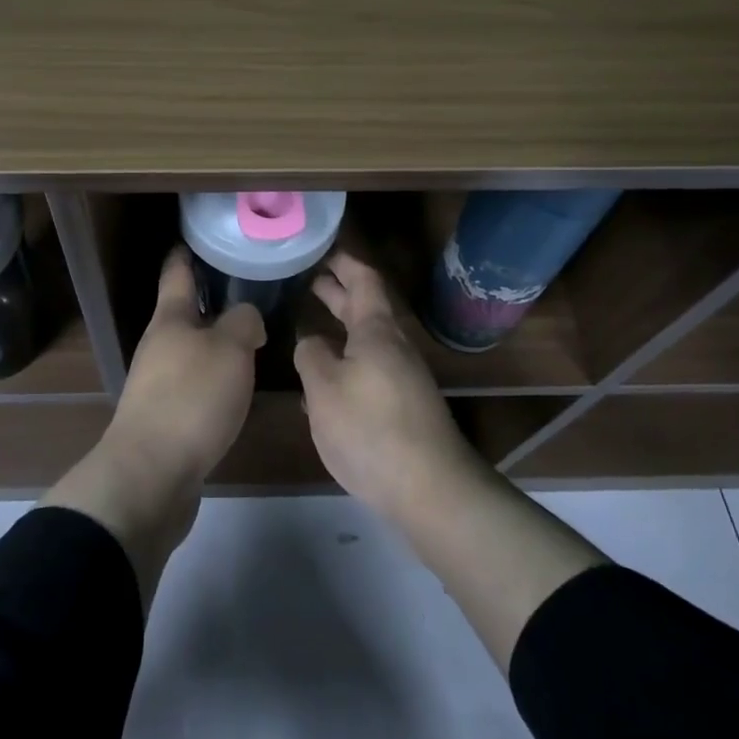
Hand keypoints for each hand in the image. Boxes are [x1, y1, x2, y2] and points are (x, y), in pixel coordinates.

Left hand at [43, 249, 262, 601]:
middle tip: (246, 291)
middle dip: (210, 301)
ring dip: (215, 343)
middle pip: (184, 313)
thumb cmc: (191, 398)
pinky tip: (236, 388)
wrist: (151, 474)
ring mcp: (157, 383)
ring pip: (190, 350)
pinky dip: (214, 378)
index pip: (177, 273)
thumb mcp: (230, 349)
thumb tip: (246, 319)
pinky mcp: (165, 418)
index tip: (198, 238)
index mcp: (171, 319)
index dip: (187, 253)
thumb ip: (243, 323)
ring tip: (250, 340)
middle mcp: (159, 346)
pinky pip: (194, 385)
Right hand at [295, 251, 483, 519]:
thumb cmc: (371, 428)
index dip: (343, 262)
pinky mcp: (403, 406)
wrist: (431, 489)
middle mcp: (394, 347)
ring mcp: (402, 377)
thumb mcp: (324, 388)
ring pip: (367, 340)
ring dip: (340, 328)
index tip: (320, 249)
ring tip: (309, 328)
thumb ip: (311, 355)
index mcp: (376, 331)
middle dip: (338, 293)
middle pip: (366, 308)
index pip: (363, 279)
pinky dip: (346, 360)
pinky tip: (324, 381)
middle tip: (308, 281)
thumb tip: (310, 341)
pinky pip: (370, 368)